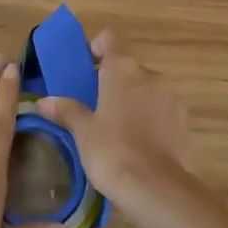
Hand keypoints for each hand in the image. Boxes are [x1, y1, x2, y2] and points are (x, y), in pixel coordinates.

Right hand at [35, 31, 189, 205]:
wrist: (156, 187)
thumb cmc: (112, 151)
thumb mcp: (83, 131)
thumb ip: (66, 110)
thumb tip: (43, 101)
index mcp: (122, 69)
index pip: (109, 39)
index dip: (96, 47)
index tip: (85, 66)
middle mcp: (150, 75)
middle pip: (127, 67)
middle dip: (112, 81)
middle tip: (94, 106)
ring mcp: (171, 98)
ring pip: (146, 89)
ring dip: (132, 101)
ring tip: (116, 129)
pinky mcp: (184, 122)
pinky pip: (161, 111)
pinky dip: (149, 119)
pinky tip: (137, 145)